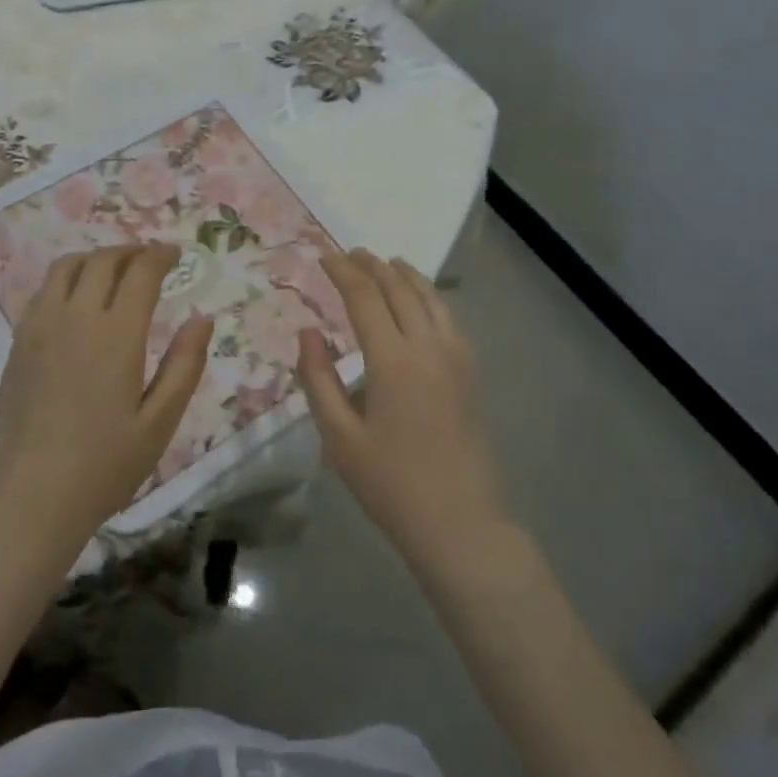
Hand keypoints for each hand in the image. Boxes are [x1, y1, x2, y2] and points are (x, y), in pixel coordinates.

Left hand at [0, 243, 212, 554]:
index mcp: (116, 334)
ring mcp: (40, 327)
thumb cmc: (104, 465)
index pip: (140, 272)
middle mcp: (75, 318)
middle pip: (102, 260)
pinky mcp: (19, 343)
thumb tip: (203, 319)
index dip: (160, 256)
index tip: (175, 255)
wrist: (29, 498)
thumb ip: (185, 365)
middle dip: (131, 251)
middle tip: (150, 260)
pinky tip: (78, 300)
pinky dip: (67, 278)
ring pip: (67, 267)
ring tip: (115, 271)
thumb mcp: (160, 422)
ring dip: (96, 258)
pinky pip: (43, 291)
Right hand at [297, 249, 509, 566]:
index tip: (323, 257)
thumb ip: (318, 379)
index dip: (342, 272)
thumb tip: (308, 332)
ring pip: (430, 298)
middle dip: (373, 266)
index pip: (365, 297)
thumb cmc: (390, 484)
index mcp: (393, 360)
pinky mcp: (470, 373)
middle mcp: (428, 347)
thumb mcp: (339, 437)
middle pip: (400, 289)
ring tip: (386, 262)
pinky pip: (447, 317)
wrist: (459, 523)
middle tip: (350, 253)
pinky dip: (428, 296)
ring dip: (405, 275)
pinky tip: (420, 302)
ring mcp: (456, 358)